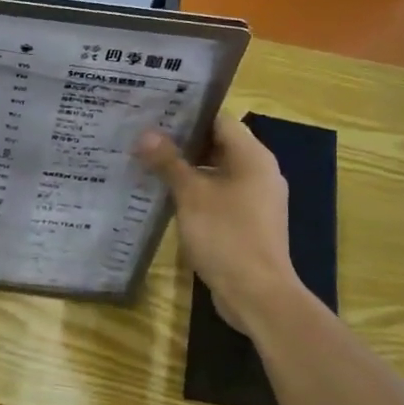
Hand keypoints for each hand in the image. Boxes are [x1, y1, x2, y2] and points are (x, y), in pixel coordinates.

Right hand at [136, 116, 303, 334]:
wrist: (257, 294)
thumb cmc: (226, 236)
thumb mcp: (191, 195)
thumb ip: (168, 162)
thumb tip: (145, 134)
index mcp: (253, 157)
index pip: (219, 119)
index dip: (187, 113)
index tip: (155, 110)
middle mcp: (259, 172)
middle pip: (218, 144)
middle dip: (182, 141)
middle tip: (144, 135)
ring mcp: (255, 198)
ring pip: (217, 170)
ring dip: (186, 167)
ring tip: (148, 161)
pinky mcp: (248, 221)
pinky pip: (219, 194)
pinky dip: (196, 190)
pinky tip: (166, 195)